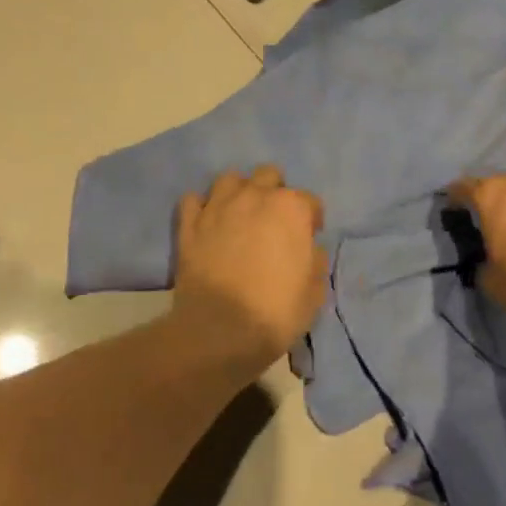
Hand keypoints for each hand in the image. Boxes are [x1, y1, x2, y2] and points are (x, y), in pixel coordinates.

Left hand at [172, 165, 327, 363]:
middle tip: (273, 220)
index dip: (311, 219)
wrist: (220, 330)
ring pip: (229, 178)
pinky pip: (193, 199)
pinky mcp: (190, 223)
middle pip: (268, 175)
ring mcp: (218, 206)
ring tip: (239, 214)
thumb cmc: (276, 311)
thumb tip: (309, 249)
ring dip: (238, 192)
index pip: (309, 201)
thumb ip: (315, 261)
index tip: (308, 237)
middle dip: (274, 191)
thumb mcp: (314, 292)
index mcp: (291, 208)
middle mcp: (255, 196)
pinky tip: (206, 222)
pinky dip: (200, 207)